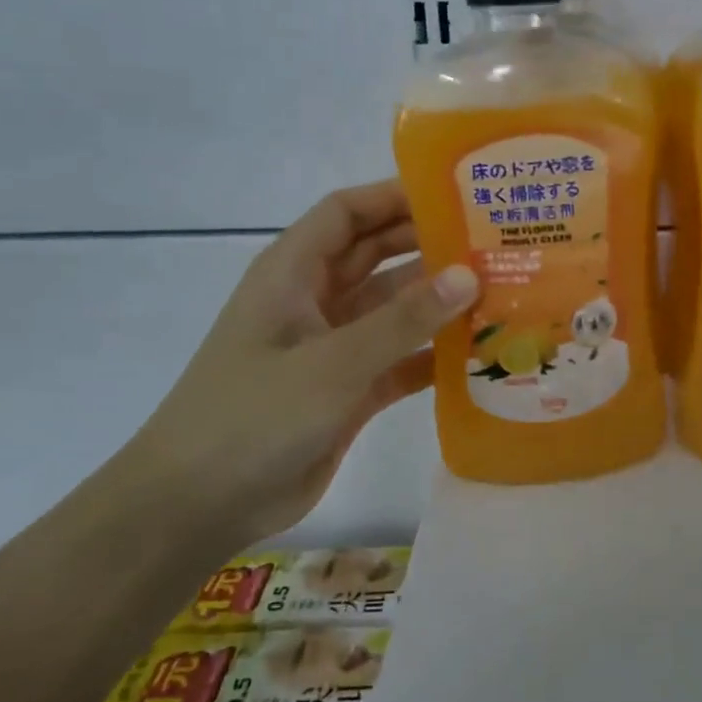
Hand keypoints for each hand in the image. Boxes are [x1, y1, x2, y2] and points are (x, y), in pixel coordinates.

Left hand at [122, 179, 475, 539]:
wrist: (200, 505)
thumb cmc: (254, 416)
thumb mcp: (333, 362)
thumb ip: (404, 320)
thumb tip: (469, 274)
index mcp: (293, 273)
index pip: (347, 213)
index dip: (395, 196)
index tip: (458, 195)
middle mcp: (314, 301)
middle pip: (377, 256)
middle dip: (429, 247)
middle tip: (493, 244)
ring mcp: (333, 348)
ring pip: (394, 311)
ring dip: (438, 304)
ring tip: (501, 294)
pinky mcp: (349, 392)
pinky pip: (399, 361)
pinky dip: (432, 357)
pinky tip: (479, 355)